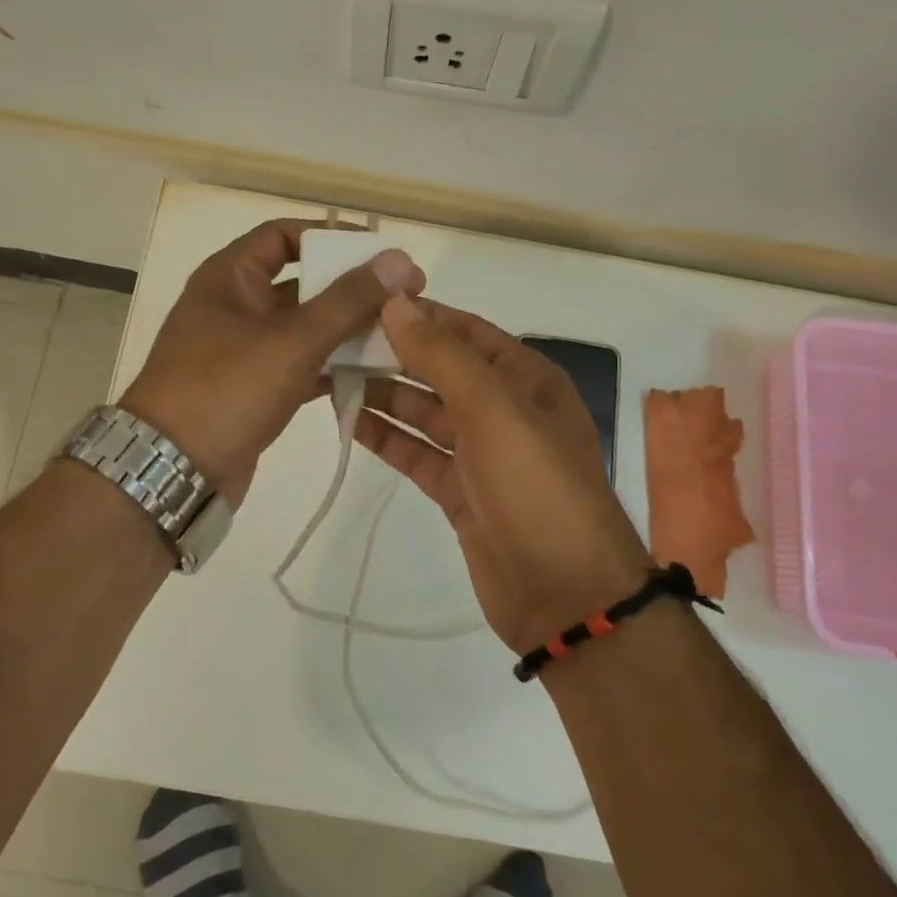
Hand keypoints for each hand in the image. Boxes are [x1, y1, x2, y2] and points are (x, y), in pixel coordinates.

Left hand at [120, 219, 423, 506]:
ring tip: (399, 335)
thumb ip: (348, 300)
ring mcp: (244, 350)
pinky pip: (302, 364)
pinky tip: (373, 374)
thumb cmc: (226, 389)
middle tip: (404, 297)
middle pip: (302, 281)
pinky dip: (333, 365)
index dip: (332, 236)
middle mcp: (235, 305)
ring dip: (347, 329)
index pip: (284, 235)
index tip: (380, 253)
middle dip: (351, 289)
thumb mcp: (292, 340)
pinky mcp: (255, 388)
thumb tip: (400, 260)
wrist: (172, 471)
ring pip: (305, 327)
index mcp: (230, 277)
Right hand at [355, 297, 648, 652]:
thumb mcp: (494, 410)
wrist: (566, 595)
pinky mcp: (461, 492)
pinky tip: (350, 422)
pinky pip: (418, 454)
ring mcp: (481, 453)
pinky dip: (388, 438)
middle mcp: (504, 408)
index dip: (418, 315)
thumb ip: (443, 357)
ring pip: (425, 412)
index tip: (363, 302)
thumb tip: (397, 304)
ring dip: (384, 395)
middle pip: (440, 370)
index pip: (465, 331)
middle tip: (333, 342)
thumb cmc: (536, 487)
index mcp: (525, 379)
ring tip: (330, 377)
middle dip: (393, 355)